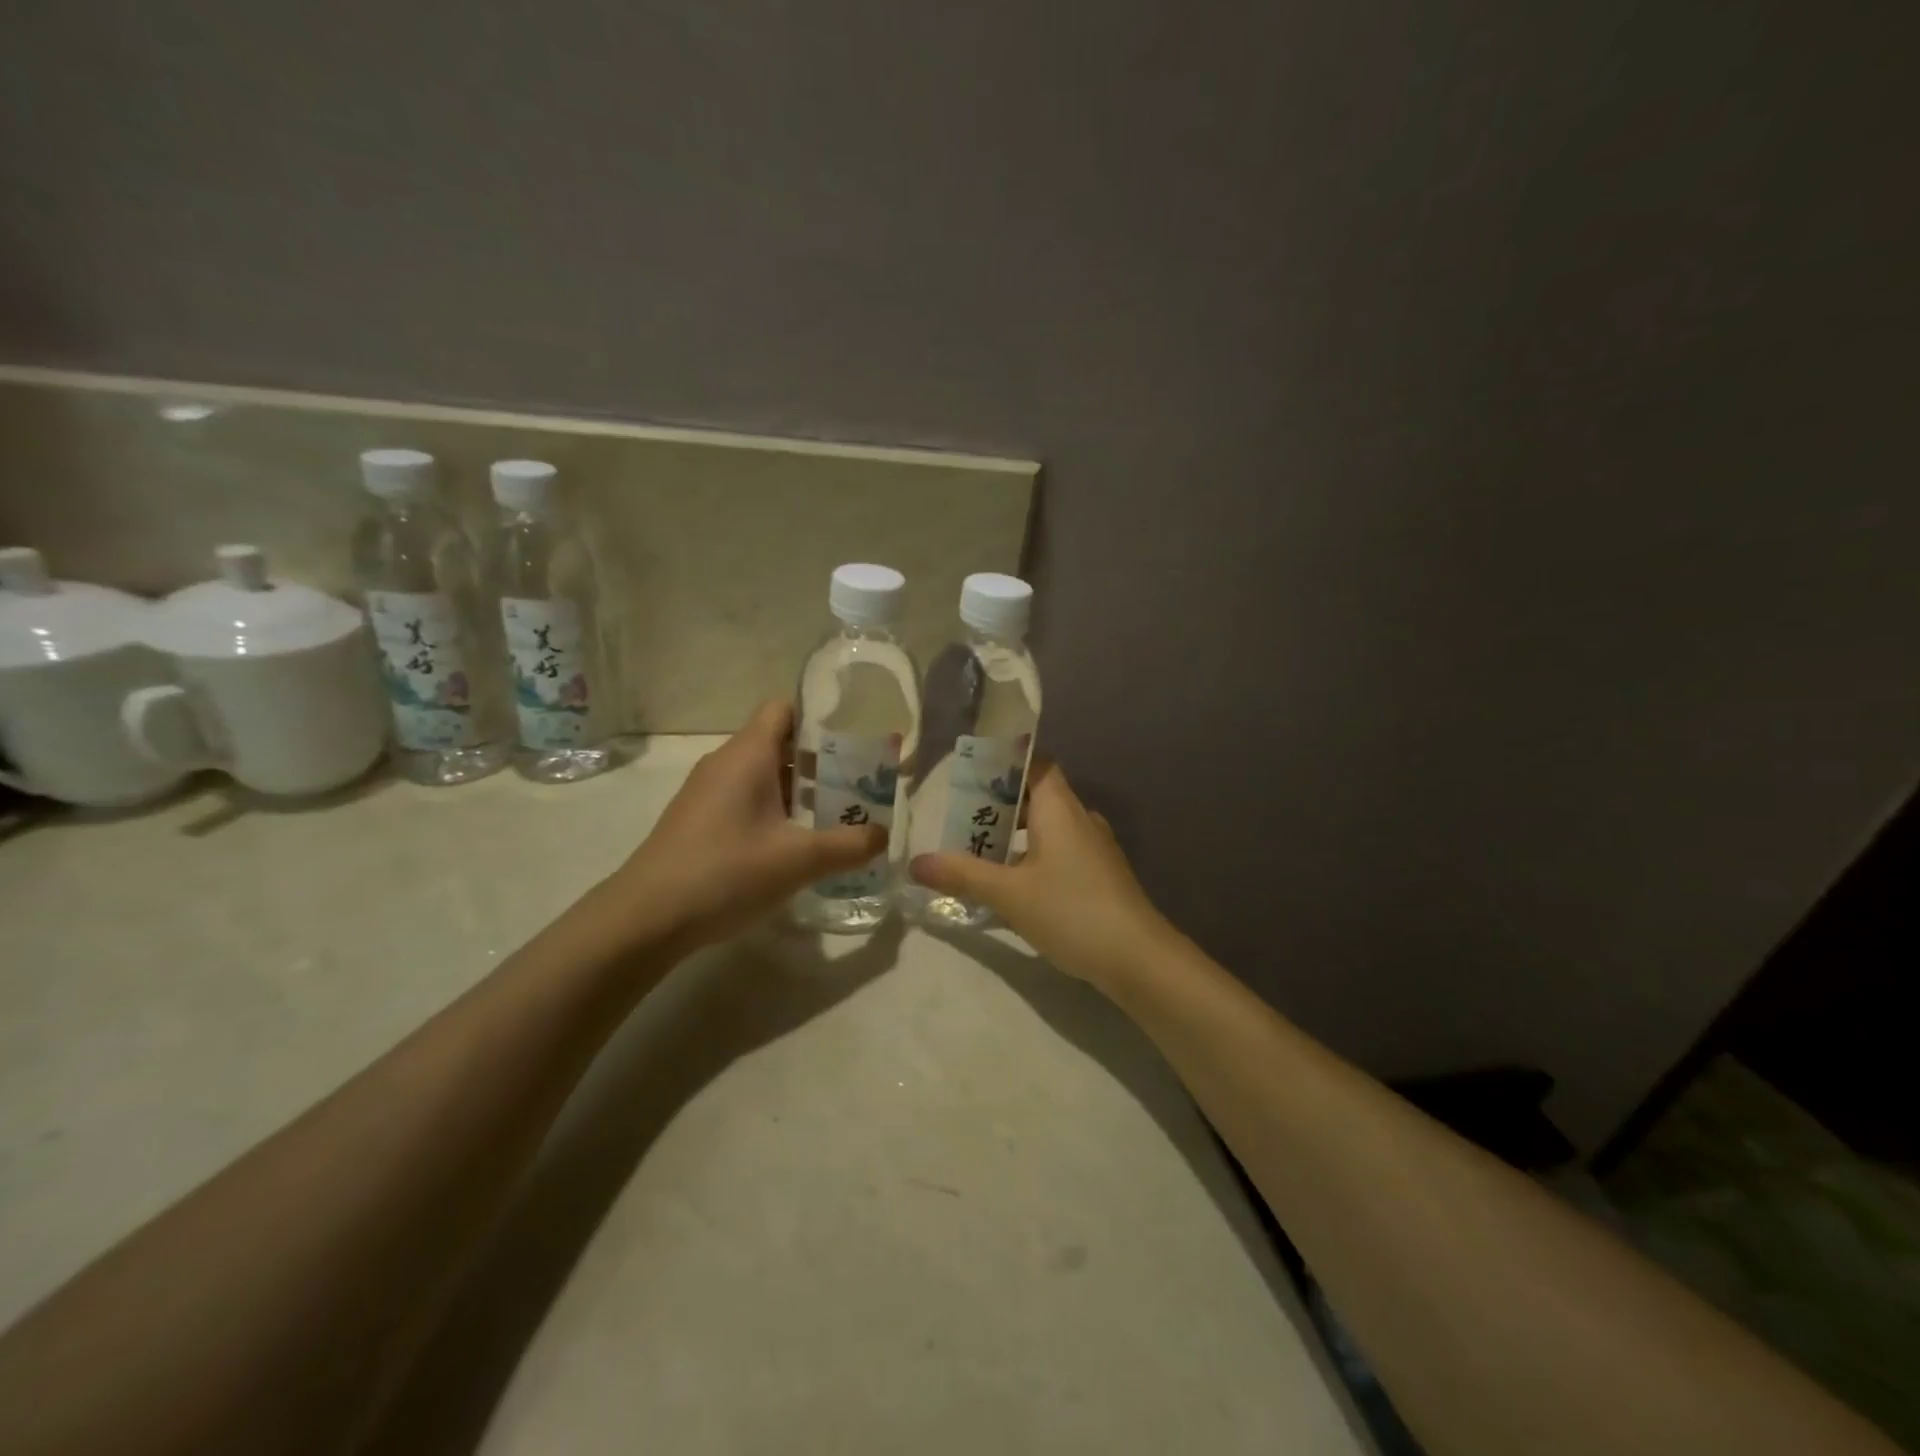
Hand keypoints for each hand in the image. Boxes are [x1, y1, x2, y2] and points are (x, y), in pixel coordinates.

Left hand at [592, 700, 887, 953]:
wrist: (646, 918)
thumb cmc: (726, 872)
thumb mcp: (799, 860)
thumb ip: (849, 845)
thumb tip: (884, 835)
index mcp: (748, 754)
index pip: (783, 709)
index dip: (819, 719)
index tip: (853, 744)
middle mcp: (725, 763)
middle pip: (779, 743)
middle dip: (820, 763)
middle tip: (857, 789)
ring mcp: (706, 793)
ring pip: (762, 775)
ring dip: (799, 792)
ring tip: (834, 819)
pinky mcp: (698, 821)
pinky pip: (745, 800)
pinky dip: (773, 812)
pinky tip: (792, 847)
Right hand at [908, 761, 1177, 984]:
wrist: (1138, 958)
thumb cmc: (1071, 911)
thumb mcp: (1009, 894)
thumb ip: (962, 875)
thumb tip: (916, 862)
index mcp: (1059, 808)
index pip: (1035, 765)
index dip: (1004, 766)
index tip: (970, 777)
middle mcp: (1080, 819)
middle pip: (1037, 796)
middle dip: (999, 806)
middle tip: (961, 822)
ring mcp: (1094, 848)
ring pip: (1048, 827)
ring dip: (1015, 836)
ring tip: (978, 854)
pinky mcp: (1100, 875)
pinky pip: (1060, 851)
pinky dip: (1033, 857)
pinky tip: (1012, 886)